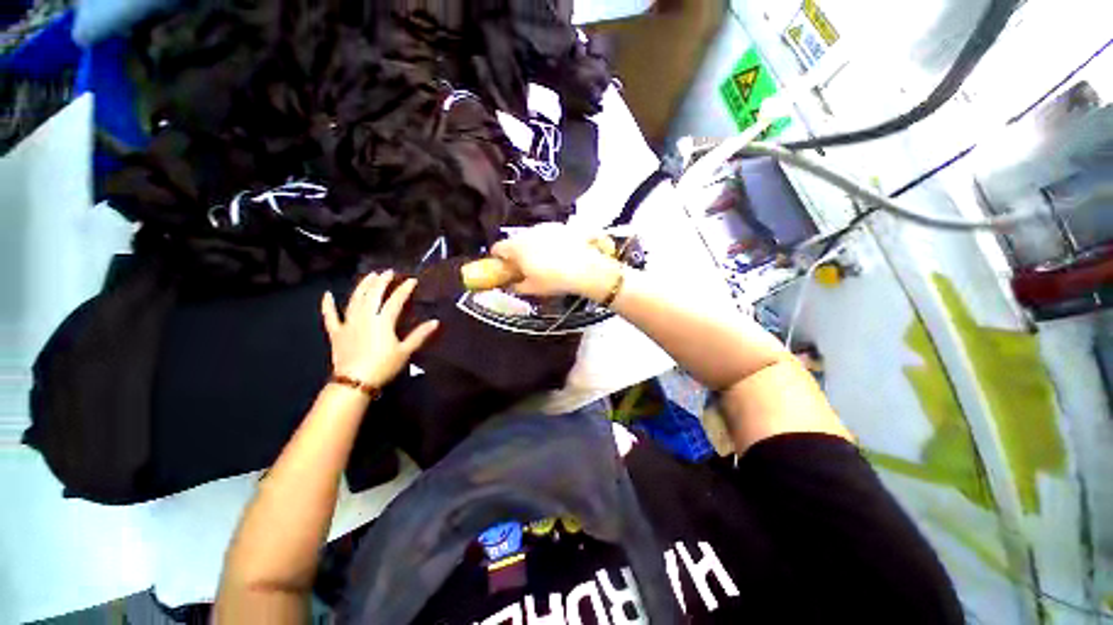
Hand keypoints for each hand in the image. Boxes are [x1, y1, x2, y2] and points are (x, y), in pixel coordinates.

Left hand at [321, 271, 438, 388]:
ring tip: (369, 276)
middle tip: (388, 272)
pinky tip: (327, 295)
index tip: (412, 280)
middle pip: (373, 294)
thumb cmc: (383, 366)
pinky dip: (327, 305)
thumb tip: (435, 322)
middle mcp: (365, 317)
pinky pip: (330, 316)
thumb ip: (419, 335)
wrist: (355, 382)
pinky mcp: (336, 332)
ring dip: (362, 286)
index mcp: (383, 321)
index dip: (404, 289)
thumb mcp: (405, 351)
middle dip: (382, 281)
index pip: (396, 300)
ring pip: (355, 299)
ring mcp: (349, 323)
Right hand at [490, 223, 622, 300]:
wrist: (585, 269)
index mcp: (517, 247)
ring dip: (532, 246)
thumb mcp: (532, 288)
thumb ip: (516, 286)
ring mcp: (545, 227)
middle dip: (516, 253)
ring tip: (544, 261)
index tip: (503, 267)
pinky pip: (547, 234)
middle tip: (524, 267)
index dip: (497, 259)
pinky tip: (558, 254)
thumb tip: (510, 285)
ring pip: (531, 236)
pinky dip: (547, 242)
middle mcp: (528, 232)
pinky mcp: (560, 226)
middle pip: (515, 241)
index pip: (497, 248)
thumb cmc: (554, 280)